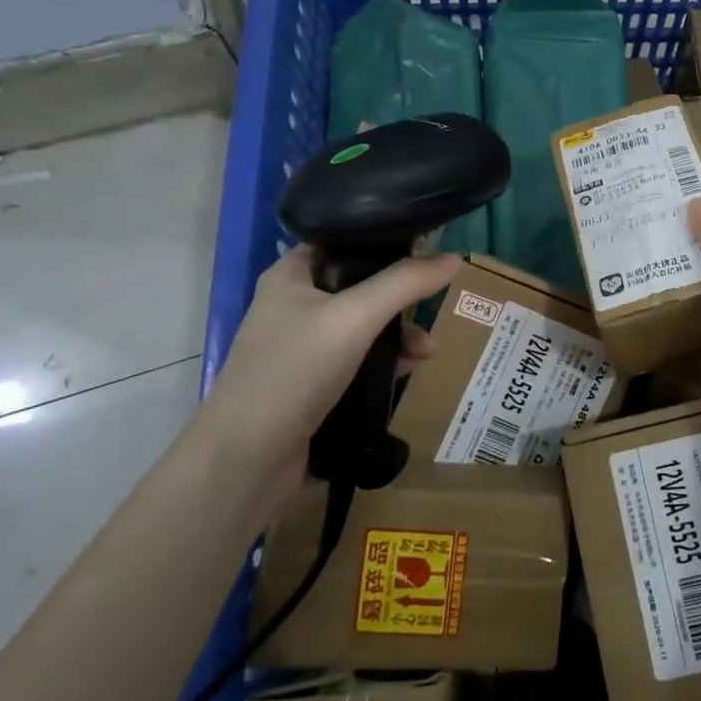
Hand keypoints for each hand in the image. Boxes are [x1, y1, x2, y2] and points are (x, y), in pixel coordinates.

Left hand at [200, 246, 457, 504]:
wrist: (246, 461)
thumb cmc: (295, 371)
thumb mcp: (356, 317)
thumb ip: (405, 283)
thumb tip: (454, 258)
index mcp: (291, 275)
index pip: (343, 240)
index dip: (383, 240)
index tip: (426, 247)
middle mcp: (293, 305)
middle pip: (359, 284)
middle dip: (400, 296)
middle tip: (433, 302)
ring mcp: (300, 347)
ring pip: (362, 325)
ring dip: (397, 333)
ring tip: (427, 350)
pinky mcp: (310, 384)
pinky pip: (357, 360)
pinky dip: (383, 362)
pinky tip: (408, 371)